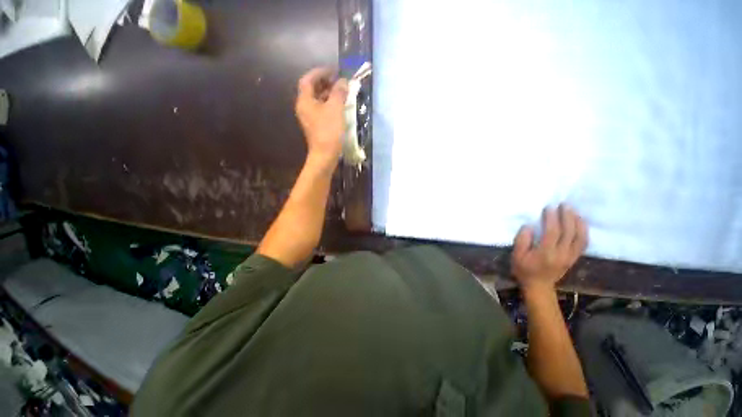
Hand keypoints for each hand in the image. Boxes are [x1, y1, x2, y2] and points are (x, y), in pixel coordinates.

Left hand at [295, 68, 348, 167]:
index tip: (333, 70)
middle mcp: (304, 106)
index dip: (319, 72)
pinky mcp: (315, 122)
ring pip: (316, 96)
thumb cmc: (328, 130)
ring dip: (328, 90)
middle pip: (311, 87)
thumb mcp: (336, 107)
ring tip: (342, 88)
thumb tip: (342, 81)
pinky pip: (320, 105)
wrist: (324, 155)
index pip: (307, 80)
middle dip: (324, 80)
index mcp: (305, 100)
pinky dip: (329, 100)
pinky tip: (340, 101)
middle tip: (339, 78)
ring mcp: (309, 115)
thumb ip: (339, 91)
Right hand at [512, 204, 587, 292]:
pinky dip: (584, 231)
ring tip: (572, 211)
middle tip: (563, 205)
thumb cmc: (526, 271)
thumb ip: (521, 240)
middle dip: (567, 215)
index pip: (552, 232)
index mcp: (546, 254)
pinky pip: (583, 243)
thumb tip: (529, 227)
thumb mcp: (517, 257)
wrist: (539, 288)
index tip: (549, 208)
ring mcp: (569, 257)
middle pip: (568, 231)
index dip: (552, 217)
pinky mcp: (574, 258)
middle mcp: (561, 255)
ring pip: (579, 236)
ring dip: (577, 221)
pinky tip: (580, 221)